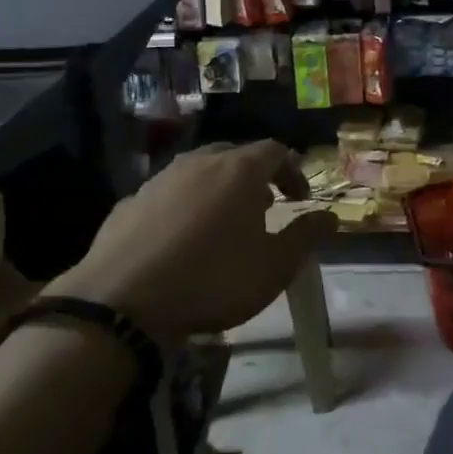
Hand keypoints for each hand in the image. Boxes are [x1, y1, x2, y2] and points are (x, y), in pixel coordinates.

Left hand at [48, 141, 337, 342]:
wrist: (122, 302)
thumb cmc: (213, 280)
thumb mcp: (274, 267)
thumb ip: (306, 236)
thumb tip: (330, 216)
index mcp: (239, 170)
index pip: (275, 151)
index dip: (293, 171)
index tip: (300, 199)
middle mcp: (199, 163)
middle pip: (234, 155)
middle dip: (254, 176)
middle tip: (264, 206)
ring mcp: (159, 180)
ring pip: (197, 171)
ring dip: (217, 189)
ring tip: (222, 223)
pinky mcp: (128, 202)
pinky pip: (166, 194)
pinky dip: (182, 207)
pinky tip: (179, 240)